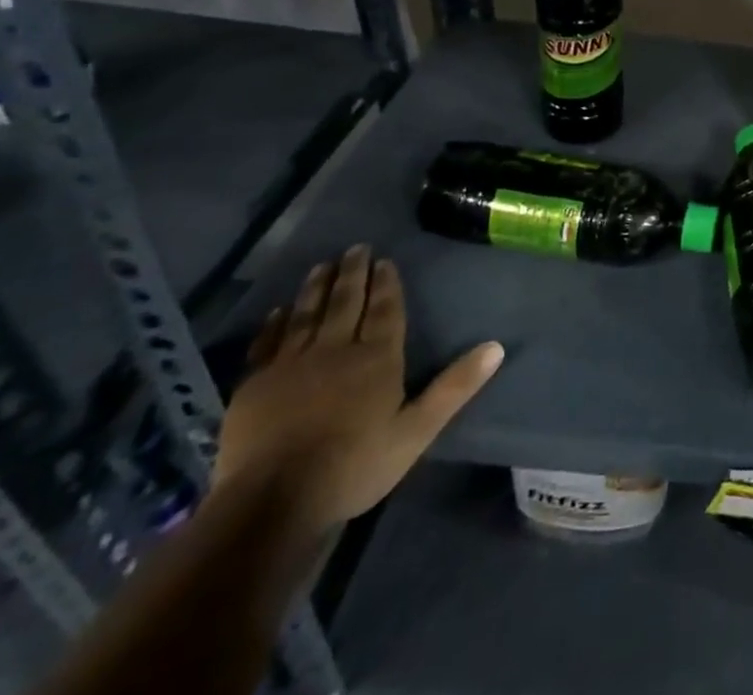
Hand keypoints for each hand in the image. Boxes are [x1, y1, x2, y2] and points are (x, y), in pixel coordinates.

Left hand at [214, 246, 502, 535]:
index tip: (384, 260)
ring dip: (316, 288)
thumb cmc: (354, 466)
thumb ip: (455, 387)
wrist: (272, 504)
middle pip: (346, 303)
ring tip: (322, 266)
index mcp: (376, 358)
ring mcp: (291, 365)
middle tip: (355, 248)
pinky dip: (274, 324)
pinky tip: (278, 311)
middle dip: (353, 274)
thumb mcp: (417, 431)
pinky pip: (267, 344)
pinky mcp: (255, 386)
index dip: (387, 284)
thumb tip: (496, 346)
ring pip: (307, 314)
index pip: (385, 310)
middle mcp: (335, 350)